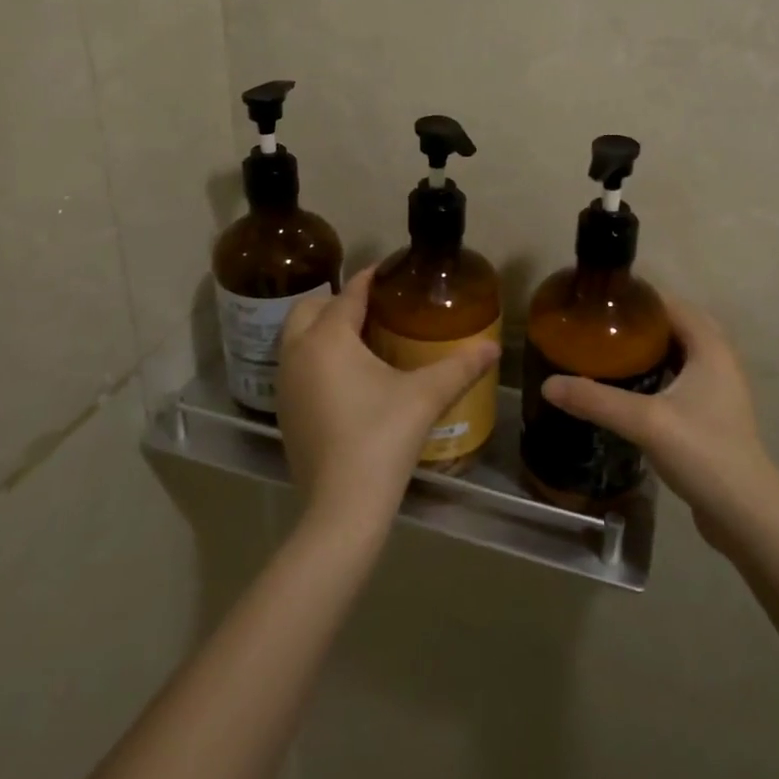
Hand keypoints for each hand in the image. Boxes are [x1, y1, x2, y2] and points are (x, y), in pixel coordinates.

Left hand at [277, 266, 500, 532]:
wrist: (342, 506)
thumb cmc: (382, 438)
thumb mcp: (425, 397)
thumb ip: (460, 367)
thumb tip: (494, 348)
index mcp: (328, 339)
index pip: (348, 294)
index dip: (370, 279)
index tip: (390, 271)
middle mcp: (297, 353)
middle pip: (310, 309)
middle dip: (338, 302)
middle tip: (374, 310)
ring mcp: (285, 385)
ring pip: (297, 338)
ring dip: (323, 330)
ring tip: (362, 340)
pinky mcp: (284, 412)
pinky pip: (297, 367)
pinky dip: (316, 359)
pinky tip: (347, 379)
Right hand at [541, 299, 778, 546]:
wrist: (746, 515)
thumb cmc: (703, 453)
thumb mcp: (645, 422)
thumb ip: (596, 400)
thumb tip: (549, 385)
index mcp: (710, 348)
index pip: (672, 306)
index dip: (639, 299)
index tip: (602, 302)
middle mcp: (719, 362)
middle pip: (677, 327)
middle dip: (641, 324)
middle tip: (601, 327)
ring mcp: (720, 391)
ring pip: (680, 354)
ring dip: (650, 349)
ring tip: (610, 351)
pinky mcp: (713, 416)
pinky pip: (682, 379)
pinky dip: (658, 374)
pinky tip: (631, 389)